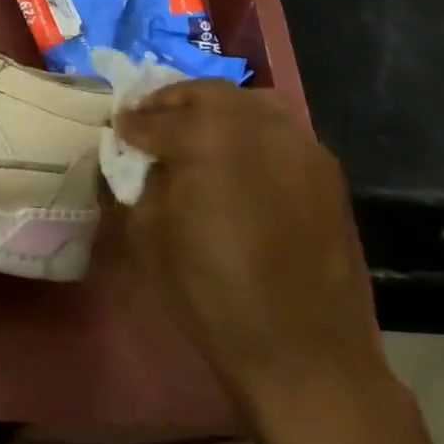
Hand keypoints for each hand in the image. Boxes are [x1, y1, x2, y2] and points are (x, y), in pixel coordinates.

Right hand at [113, 80, 389, 427]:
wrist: (303, 349)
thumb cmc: (210, 293)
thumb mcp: (148, 236)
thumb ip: (140, 184)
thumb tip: (140, 163)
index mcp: (205, 139)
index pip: (155, 119)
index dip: (130, 124)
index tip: (118, 129)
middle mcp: (257, 126)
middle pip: (207, 94)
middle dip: (172, 102)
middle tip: (150, 121)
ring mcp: (299, 145)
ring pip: (249, 104)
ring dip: (213, 111)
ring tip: (193, 135)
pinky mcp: (326, 172)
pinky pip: (279, 132)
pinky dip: (248, 133)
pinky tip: (234, 161)